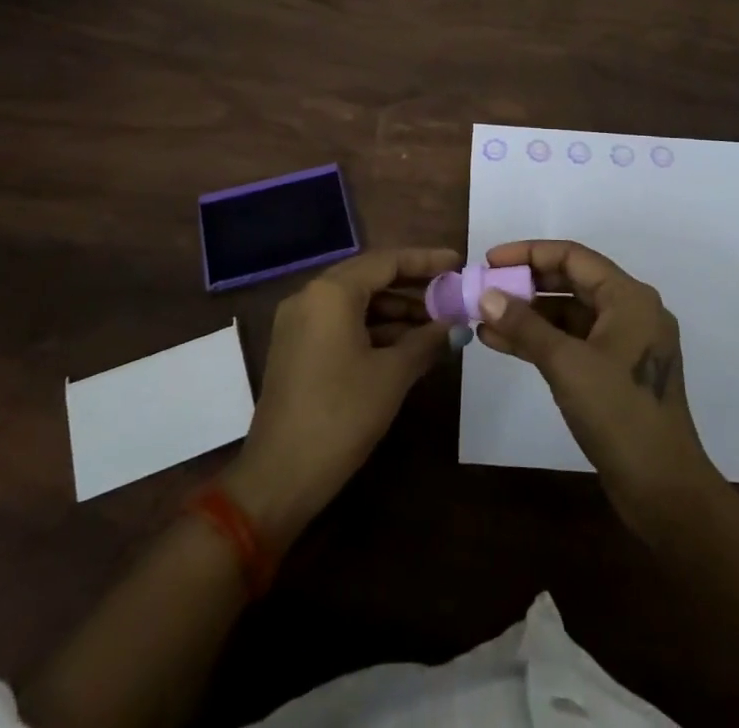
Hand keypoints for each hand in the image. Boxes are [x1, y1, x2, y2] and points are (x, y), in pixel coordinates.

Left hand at [224, 247, 458, 551]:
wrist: (280, 476)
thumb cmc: (341, 415)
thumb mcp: (392, 375)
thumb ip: (426, 341)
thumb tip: (456, 326)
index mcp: (331, 292)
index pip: (386, 261)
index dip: (425, 261)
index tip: (457, 263)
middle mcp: (310, 296)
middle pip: (370, 277)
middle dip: (412, 285)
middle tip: (450, 292)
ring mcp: (299, 322)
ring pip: (355, 302)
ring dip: (394, 310)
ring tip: (436, 324)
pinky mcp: (296, 347)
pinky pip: (340, 322)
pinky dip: (373, 328)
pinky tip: (405, 345)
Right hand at [477, 239, 724, 536]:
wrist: (664, 491)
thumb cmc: (619, 414)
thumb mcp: (566, 364)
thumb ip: (525, 325)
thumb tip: (487, 295)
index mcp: (629, 298)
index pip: (573, 256)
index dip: (528, 254)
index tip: (490, 261)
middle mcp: (631, 311)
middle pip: (571, 281)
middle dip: (526, 284)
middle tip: (484, 288)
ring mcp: (625, 344)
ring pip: (569, 314)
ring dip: (529, 315)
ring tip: (484, 319)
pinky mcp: (616, 373)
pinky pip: (573, 341)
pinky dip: (542, 340)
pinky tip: (502, 343)